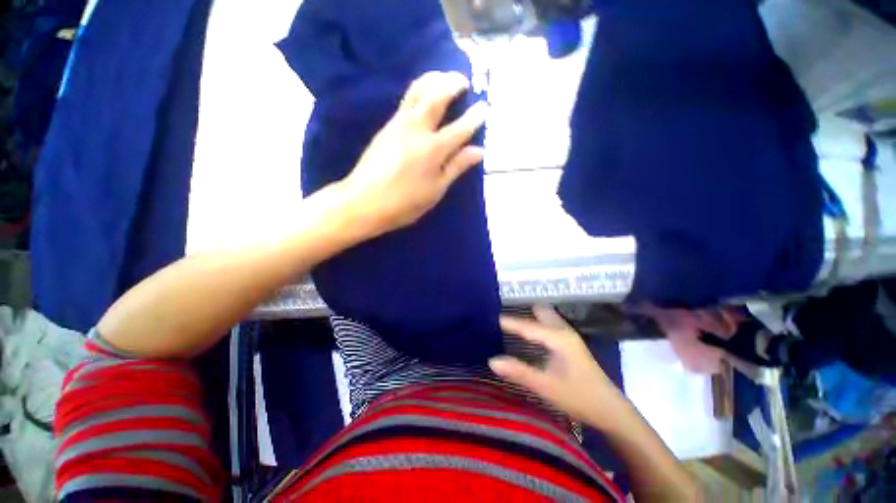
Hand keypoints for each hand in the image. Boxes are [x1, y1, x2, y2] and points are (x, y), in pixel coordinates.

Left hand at [340, 71, 487, 234]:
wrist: (364, 201)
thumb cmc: (405, 202)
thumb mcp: (436, 190)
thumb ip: (457, 167)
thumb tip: (479, 151)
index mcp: (433, 149)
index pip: (460, 128)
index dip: (475, 117)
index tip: (484, 108)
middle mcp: (417, 129)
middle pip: (436, 95)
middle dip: (453, 83)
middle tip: (463, 81)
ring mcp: (398, 124)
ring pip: (417, 90)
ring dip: (433, 79)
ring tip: (443, 78)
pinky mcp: (386, 126)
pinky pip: (406, 100)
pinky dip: (419, 90)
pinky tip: (423, 95)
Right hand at [489, 305, 624, 425]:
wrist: (611, 411)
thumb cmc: (579, 397)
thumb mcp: (546, 386)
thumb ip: (519, 372)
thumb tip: (492, 360)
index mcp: (558, 338)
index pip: (528, 326)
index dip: (510, 322)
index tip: (491, 317)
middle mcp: (563, 331)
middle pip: (540, 312)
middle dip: (523, 311)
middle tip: (502, 316)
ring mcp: (569, 336)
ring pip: (547, 317)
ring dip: (530, 316)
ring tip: (511, 322)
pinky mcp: (570, 344)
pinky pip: (550, 325)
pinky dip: (537, 324)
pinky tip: (528, 335)